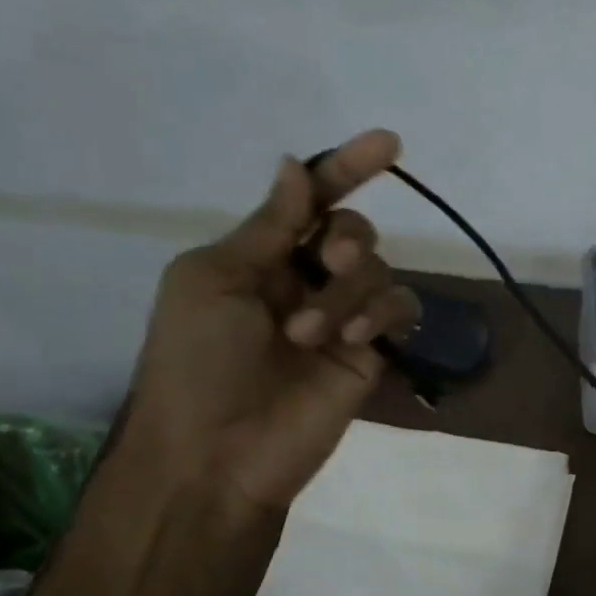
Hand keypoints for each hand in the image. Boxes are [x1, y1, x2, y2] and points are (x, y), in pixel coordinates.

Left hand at [117, 129, 420, 517]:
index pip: (311, 201)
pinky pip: (400, 310)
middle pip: (352, 230)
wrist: (215, 453)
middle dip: (348, 237)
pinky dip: (384, 312)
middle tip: (332, 259)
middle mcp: (304, 280)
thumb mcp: (213, 280)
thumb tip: (296, 166)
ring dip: (349, 292)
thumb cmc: (195, 361)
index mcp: (260, 257)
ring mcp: (341, 318)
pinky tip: (357, 337)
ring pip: (377, 270)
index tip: (389, 142)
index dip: (346, 168)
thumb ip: (268, 227)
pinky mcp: (369, 353)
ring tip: (311, 335)